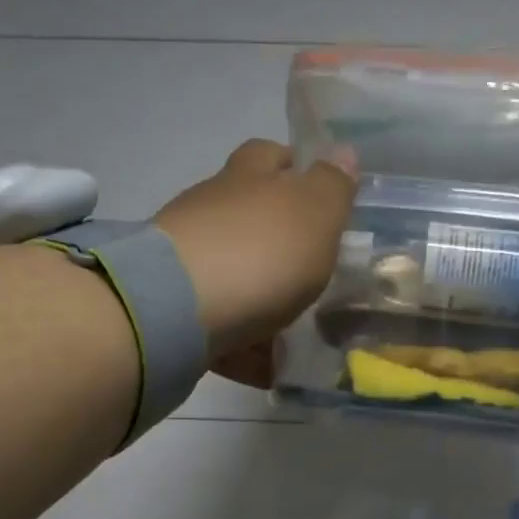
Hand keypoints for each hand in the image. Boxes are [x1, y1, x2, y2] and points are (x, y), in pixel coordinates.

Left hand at [153, 139, 356, 359]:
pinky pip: (220, 325)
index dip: (296, 170)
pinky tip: (268, 367)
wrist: (179, 310)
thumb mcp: (315, 214)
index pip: (271, 156)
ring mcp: (188, 260)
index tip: (322, 201)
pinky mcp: (175, 307)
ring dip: (263, 299)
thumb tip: (343, 151)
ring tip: (296, 334)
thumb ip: (332, 186)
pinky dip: (245, 344)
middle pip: (249, 219)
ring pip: (234, 276)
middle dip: (280, 244)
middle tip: (316, 276)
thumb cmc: (260, 253)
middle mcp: (211, 210)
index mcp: (248, 178)